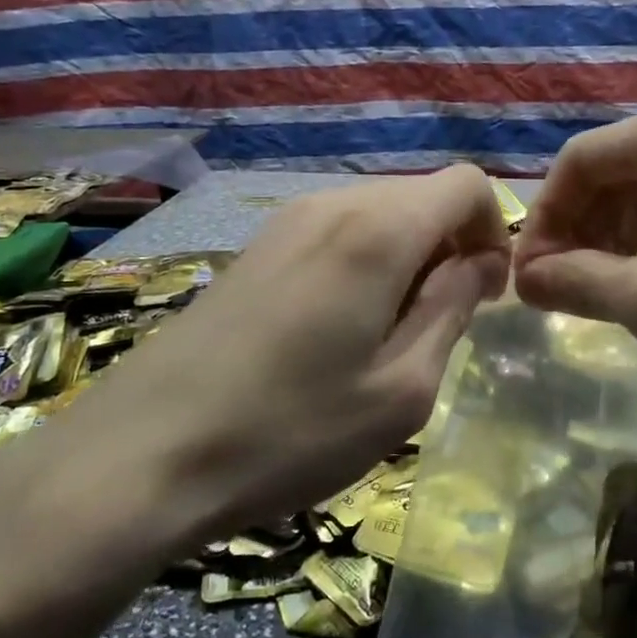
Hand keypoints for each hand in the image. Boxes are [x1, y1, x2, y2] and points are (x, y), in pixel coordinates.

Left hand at [64, 167, 510, 559]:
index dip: (494, 231)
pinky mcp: (256, 246)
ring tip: (385, 336)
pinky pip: (337, 232)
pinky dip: (364, 263)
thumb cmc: (290, 431)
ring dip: (406, 259)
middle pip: (422, 196)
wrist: (142, 453)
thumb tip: (480, 263)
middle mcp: (333, 203)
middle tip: (438, 326)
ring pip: (379, 214)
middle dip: (451, 247)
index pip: (467, 183)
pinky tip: (335, 330)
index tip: (484, 294)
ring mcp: (287, 220)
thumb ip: (453, 310)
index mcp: (378, 230)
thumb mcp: (402, 389)